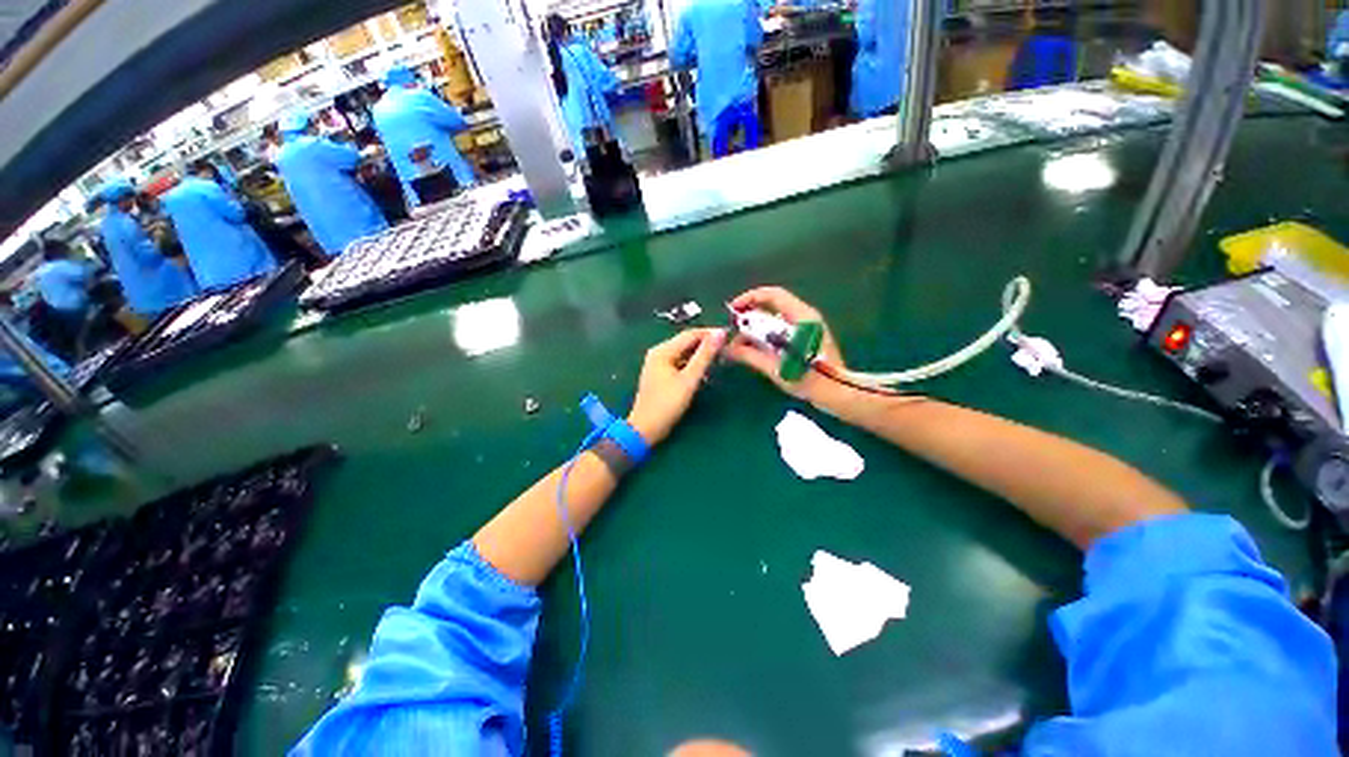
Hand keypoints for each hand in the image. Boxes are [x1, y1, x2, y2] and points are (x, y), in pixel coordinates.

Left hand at [628, 328, 726, 444]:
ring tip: (719, 358)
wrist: (645, 428)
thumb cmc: (667, 404)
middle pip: (686, 342)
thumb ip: (705, 356)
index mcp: (663, 350)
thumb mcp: (689, 379)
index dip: (710, 333)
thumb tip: (720, 334)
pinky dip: (691, 364)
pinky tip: (703, 371)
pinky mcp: (660, 374)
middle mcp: (658, 352)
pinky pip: (679, 362)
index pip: (691, 334)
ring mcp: (657, 363)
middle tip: (726, 348)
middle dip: (706, 343)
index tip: (729, 336)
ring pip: (683, 353)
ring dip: (700, 354)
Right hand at [722, 287, 846, 405]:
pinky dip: (767, 334)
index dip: (749, 298)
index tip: (732, 311)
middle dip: (750, 315)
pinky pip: (782, 328)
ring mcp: (808, 327)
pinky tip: (756, 348)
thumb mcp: (776, 368)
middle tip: (733, 329)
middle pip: (773, 306)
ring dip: (757, 327)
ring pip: (776, 318)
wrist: (837, 393)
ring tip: (741, 342)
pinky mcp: (807, 338)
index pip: (772, 295)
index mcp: (801, 317)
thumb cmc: (809, 379)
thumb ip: (749, 355)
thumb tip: (727, 348)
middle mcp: (805, 316)